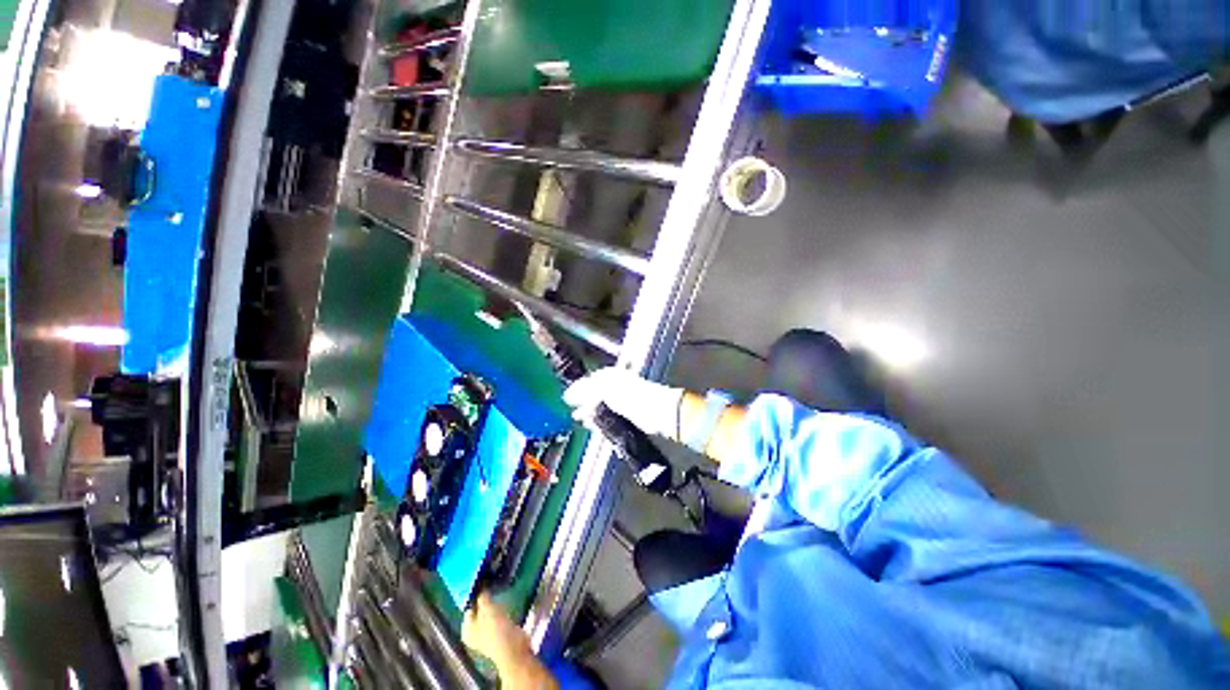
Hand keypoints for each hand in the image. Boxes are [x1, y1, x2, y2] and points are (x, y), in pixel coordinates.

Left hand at [463, 592, 558, 689]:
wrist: (513, 649)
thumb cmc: (496, 630)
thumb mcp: (487, 610)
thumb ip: (483, 598)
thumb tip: (481, 587)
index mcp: (467, 630)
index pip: (469, 607)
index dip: (476, 595)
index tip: (484, 582)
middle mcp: (475, 633)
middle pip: (479, 610)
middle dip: (485, 599)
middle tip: (492, 585)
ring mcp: (488, 633)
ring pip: (489, 612)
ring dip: (494, 603)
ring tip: (500, 589)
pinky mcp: (501, 632)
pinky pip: (499, 616)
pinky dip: (502, 609)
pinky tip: (506, 601)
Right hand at [563, 367, 684, 439]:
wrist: (653, 410)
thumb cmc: (628, 394)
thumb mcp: (603, 389)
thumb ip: (584, 392)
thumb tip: (567, 395)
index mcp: (609, 375)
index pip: (589, 381)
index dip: (578, 390)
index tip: (568, 401)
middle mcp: (614, 385)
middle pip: (594, 394)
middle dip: (583, 404)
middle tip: (575, 414)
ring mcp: (620, 399)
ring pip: (600, 406)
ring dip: (590, 414)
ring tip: (582, 421)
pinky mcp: (625, 413)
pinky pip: (608, 416)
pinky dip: (600, 421)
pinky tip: (594, 426)